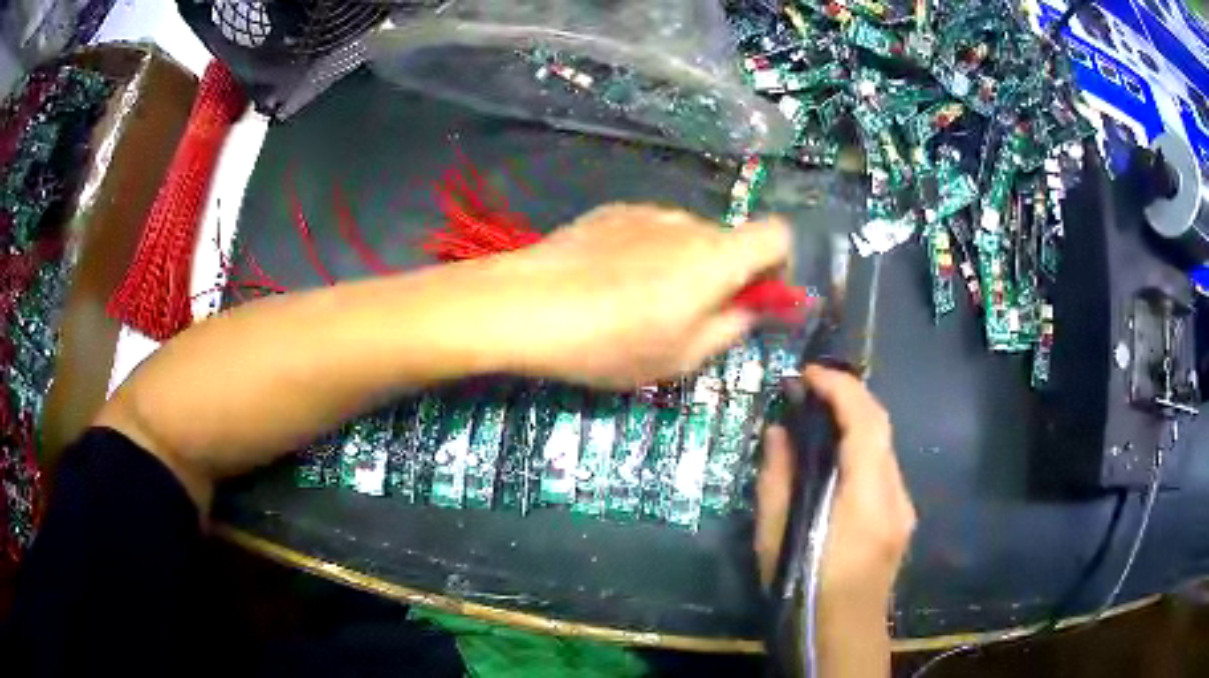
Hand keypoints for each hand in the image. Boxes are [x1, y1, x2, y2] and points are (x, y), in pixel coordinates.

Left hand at [490, 203, 791, 388]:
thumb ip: (732, 328)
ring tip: (642, 303)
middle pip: (730, 240)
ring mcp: (646, 212)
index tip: (759, 299)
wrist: (526, 305)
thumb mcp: (682, 356)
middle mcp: (688, 222)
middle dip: (728, 275)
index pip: (779, 235)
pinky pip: (649, 231)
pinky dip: (649, 253)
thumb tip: (754, 309)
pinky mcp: (610, 212)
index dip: (780, 266)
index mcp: (717, 256)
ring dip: (685, 265)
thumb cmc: (612, 342)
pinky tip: (610, 283)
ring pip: (687, 237)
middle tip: (694, 317)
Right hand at [755, 366, 914, 674]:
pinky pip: (884, 466)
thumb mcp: (776, 541)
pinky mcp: (902, 517)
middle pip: (882, 426)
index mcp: (866, 502)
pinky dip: (862, 446)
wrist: (843, 636)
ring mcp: (904, 507)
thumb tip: (779, 433)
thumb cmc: (803, 592)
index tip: (808, 373)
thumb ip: (778, 482)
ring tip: (818, 414)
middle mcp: (895, 496)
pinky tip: (836, 456)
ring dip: (856, 419)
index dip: (840, 389)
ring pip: (885, 445)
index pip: (866, 424)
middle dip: (849, 395)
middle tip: (810, 386)